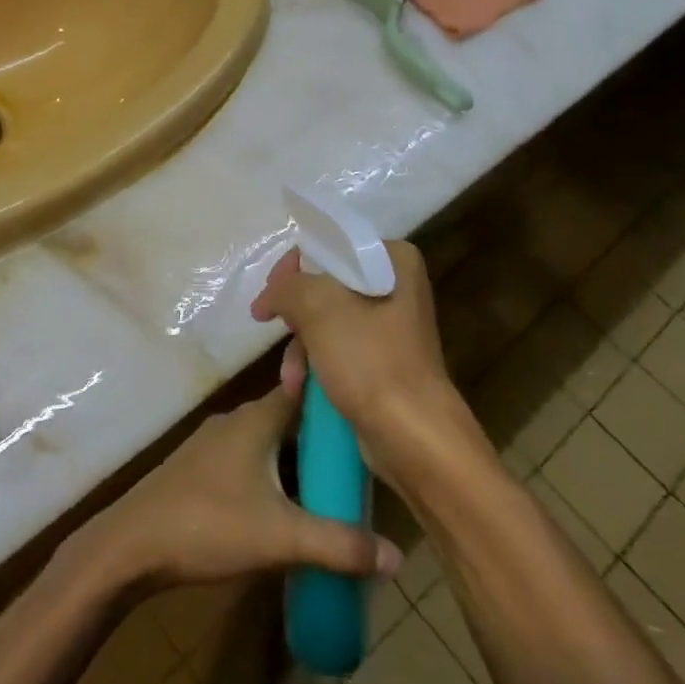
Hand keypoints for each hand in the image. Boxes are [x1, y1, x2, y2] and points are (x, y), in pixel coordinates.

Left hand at [83, 352, 400, 590]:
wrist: (132, 545)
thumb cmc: (208, 524)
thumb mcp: (281, 537)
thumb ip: (340, 545)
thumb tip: (397, 555)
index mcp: (255, 419)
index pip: (302, 387)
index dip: (335, 394)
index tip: (370, 405)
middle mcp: (235, 421)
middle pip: (289, 417)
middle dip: (324, 436)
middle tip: (366, 459)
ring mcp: (214, 444)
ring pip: (268, 442)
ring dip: (298, 459)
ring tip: (336, 485)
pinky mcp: (200, 469)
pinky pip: (250, 460)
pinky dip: (275, 474)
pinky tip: (289, 505)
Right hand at [251, 242, 465, 462]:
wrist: (413, 438)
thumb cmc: (370, 361)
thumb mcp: (319, 308)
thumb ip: (287, 287)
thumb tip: (271, 294)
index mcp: (394, 261)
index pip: (332, 246)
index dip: (295, 266)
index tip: (271, 292)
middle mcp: (396, 288)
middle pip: (326, 285)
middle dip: (296, 314)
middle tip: (272, 325)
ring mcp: (390, 329)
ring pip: (327, 322)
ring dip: (300, 348)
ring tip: (291, 377)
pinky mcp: (382, 363)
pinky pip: (338, 351)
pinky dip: (316, 365)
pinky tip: (300, 388)